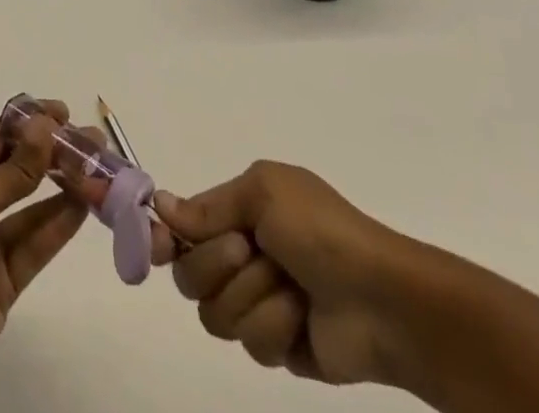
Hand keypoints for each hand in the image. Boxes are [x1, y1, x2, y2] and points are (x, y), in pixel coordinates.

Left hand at [0, 101, 88, 412]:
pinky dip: (61, 223)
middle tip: (92, 141)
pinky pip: (38, 243)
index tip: (64, 112)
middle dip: (53, 153)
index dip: (29, 122)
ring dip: (64, 186)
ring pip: (34, 206)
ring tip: (98, 169)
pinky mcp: (7, 279)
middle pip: (20, 169)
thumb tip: (46, 123)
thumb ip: (14, 171)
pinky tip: (85, 205)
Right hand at [152, 159, 427, 387]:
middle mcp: (241, 254)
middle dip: (217, 263)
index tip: (156, 247)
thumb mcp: (263, 193)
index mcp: (239, 212)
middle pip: (189, 275)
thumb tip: (161, 204)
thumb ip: (210, 205)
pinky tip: (301, 317)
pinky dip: (275, 326)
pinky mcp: (275, 346)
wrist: (381, 297)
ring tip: (289, 286)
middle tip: (249, 250)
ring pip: (216, 314)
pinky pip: (249, 344)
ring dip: (252, 296)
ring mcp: (257, 302)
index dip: (164, 237)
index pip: (183, 226)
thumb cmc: (321, 228)